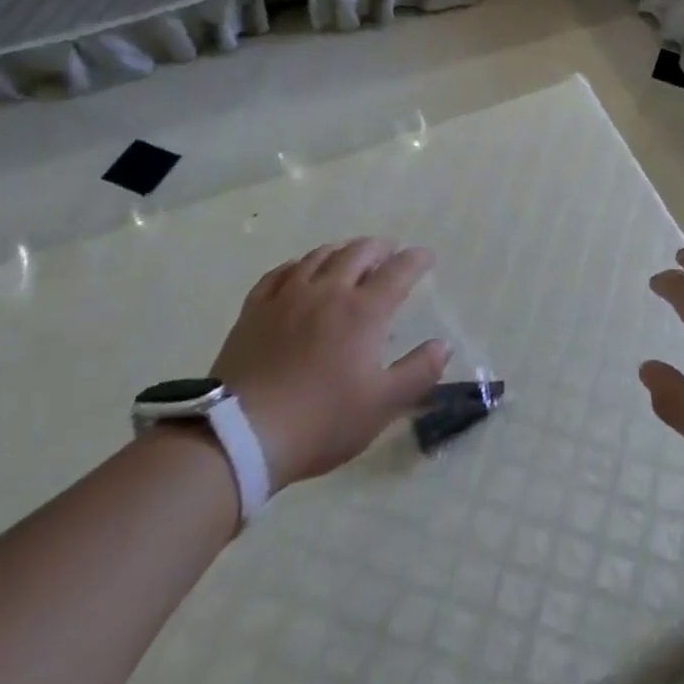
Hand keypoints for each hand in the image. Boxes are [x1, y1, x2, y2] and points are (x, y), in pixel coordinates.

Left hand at [212, 238, 449, 490]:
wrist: (240, 435)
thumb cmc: (320, 421)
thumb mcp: (382, 405)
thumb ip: (418, 372)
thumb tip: (442, 345)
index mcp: (363, 311)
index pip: (398, 271)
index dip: (416, 260)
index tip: (426, 257)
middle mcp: (328, 291)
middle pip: (358, 253)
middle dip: (380, 248)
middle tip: (390, 251)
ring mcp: (287, 296)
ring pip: (319, 256)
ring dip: (342, 250)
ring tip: (350, 255)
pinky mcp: (255, 309)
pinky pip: (280, 272)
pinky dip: (299, 265)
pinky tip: (300, 271)